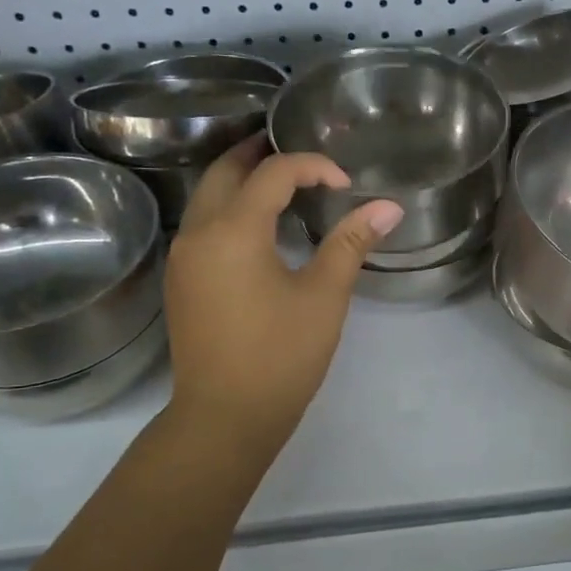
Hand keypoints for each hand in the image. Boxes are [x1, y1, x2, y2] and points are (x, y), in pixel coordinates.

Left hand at [164, 140, 402, 446]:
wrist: (224, 417)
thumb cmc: (280, 356)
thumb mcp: (324, 297)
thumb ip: (352, 244)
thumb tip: (388, 207)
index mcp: (234, 230)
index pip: (273, 173)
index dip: (312, 166)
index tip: (345, 184)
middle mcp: (198, 232)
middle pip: (224, 170)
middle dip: (261, 154)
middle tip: (300, 154)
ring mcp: (183, 257)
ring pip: (207, 196)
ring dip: (241, 179)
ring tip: (282, 182)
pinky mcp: (181, 280)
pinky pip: (202, 223)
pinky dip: (229, 207)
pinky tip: (259, 226)